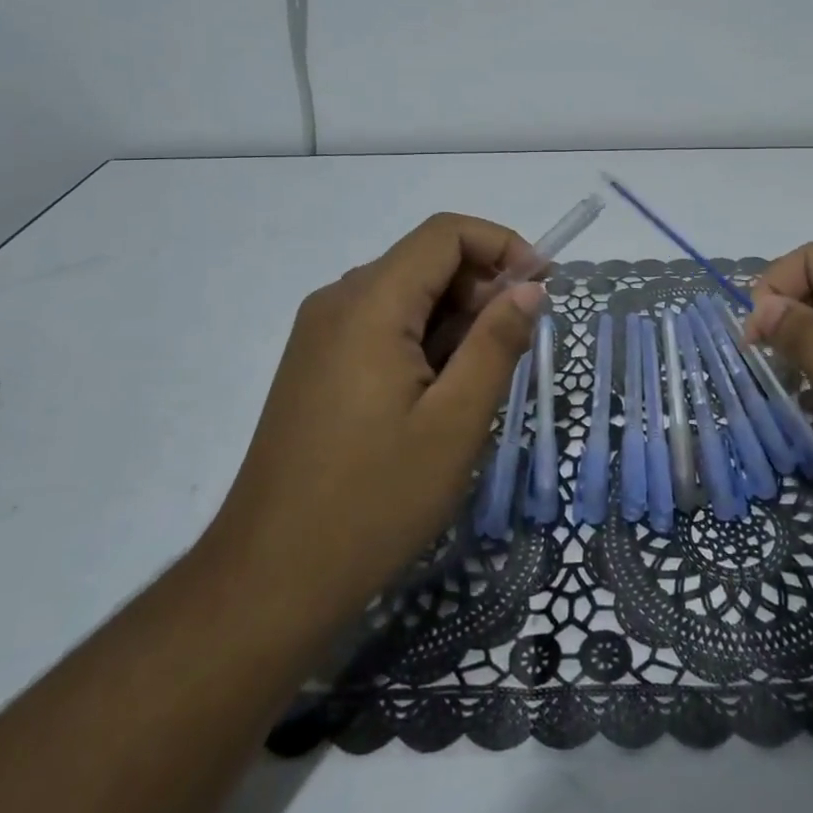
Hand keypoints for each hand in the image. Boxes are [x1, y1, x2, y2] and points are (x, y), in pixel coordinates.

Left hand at [208, 214, 543, 621]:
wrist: (269, 579)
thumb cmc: (373, 501)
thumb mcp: (455, 422)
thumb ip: (496, 343)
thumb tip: (530, 287)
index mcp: (369, 304)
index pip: (446, 233)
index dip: (502, 245)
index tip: (543, 289)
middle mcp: (338, 302)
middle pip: (426, 261)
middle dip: (482, 289)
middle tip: (517, 348)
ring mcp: (321, 334)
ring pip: (407, 296)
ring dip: (456, 321)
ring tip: (478, 385)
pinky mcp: (317, 365)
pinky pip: (382, 327)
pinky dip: (425, 342)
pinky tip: (438, 398)